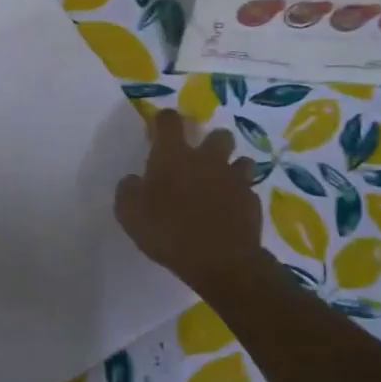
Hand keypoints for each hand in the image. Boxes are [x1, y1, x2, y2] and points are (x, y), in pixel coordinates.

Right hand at [116, 109, 264, 293]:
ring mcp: (234, 178)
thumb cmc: (169, 233)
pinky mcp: (252, 200)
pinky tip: (230, 211)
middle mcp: (207, 159)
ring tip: (219, 184)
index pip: (169, 121)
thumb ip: (128, 191)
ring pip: (240, 160)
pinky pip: (247, 189)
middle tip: (198, 160)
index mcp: (173, 156)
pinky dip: (239, 196)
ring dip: (230, 167)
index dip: (164, 120)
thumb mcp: (130, 215)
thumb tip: (133, 180)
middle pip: (217, 134)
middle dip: (209, 142)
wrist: (221, 261)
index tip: (158, 130)